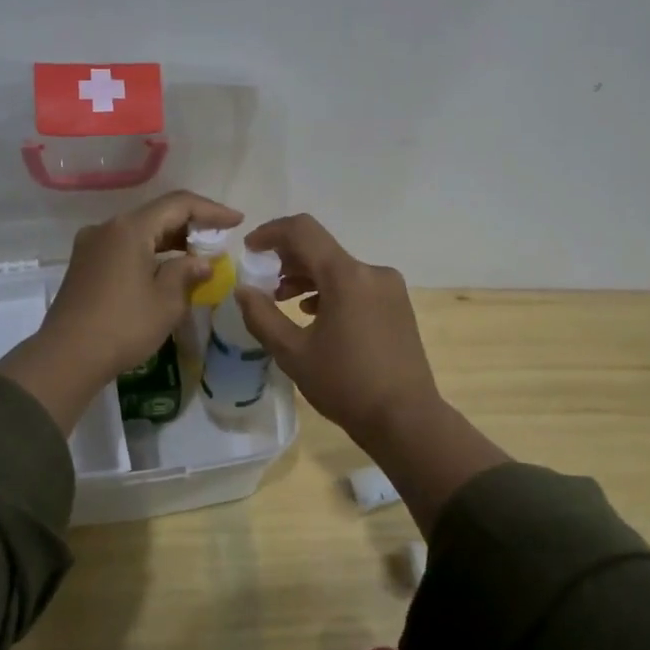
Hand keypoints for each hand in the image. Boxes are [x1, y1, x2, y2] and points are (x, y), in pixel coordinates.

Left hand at [0, 191, 242, 433]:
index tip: (237, 221)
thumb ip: (187, 273)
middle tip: (220, 241)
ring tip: (198, 257)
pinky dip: (149, 253)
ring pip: (140, 232)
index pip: (179, 204)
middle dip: (191, 226)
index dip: (211, 210)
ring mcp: (92, 245)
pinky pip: (125, 247)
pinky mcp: (84, 265)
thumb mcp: (167, 301)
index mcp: (130, 228)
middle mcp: (108, 228)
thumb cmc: (123, 326)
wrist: (67, 357)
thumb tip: (202, 262)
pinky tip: (166, 270)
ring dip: (170, 241)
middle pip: (157, 215)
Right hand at [235, 214, 507, 532]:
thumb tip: (243, 290)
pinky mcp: (397, 304)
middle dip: (287, 259)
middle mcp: (371, 271)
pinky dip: (330, 289)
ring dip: (308, 276)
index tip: (249, 249)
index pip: (302, 231)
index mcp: (346, 276)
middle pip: (321, 248)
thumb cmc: (345, 385)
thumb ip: (262, 316)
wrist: (406, 419)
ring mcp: (389, 287)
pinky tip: (315, 314)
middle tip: (263, 281)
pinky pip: (356, 283)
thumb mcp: (293, 354)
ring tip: (283, 300)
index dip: (271, 233)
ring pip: (339, 267)